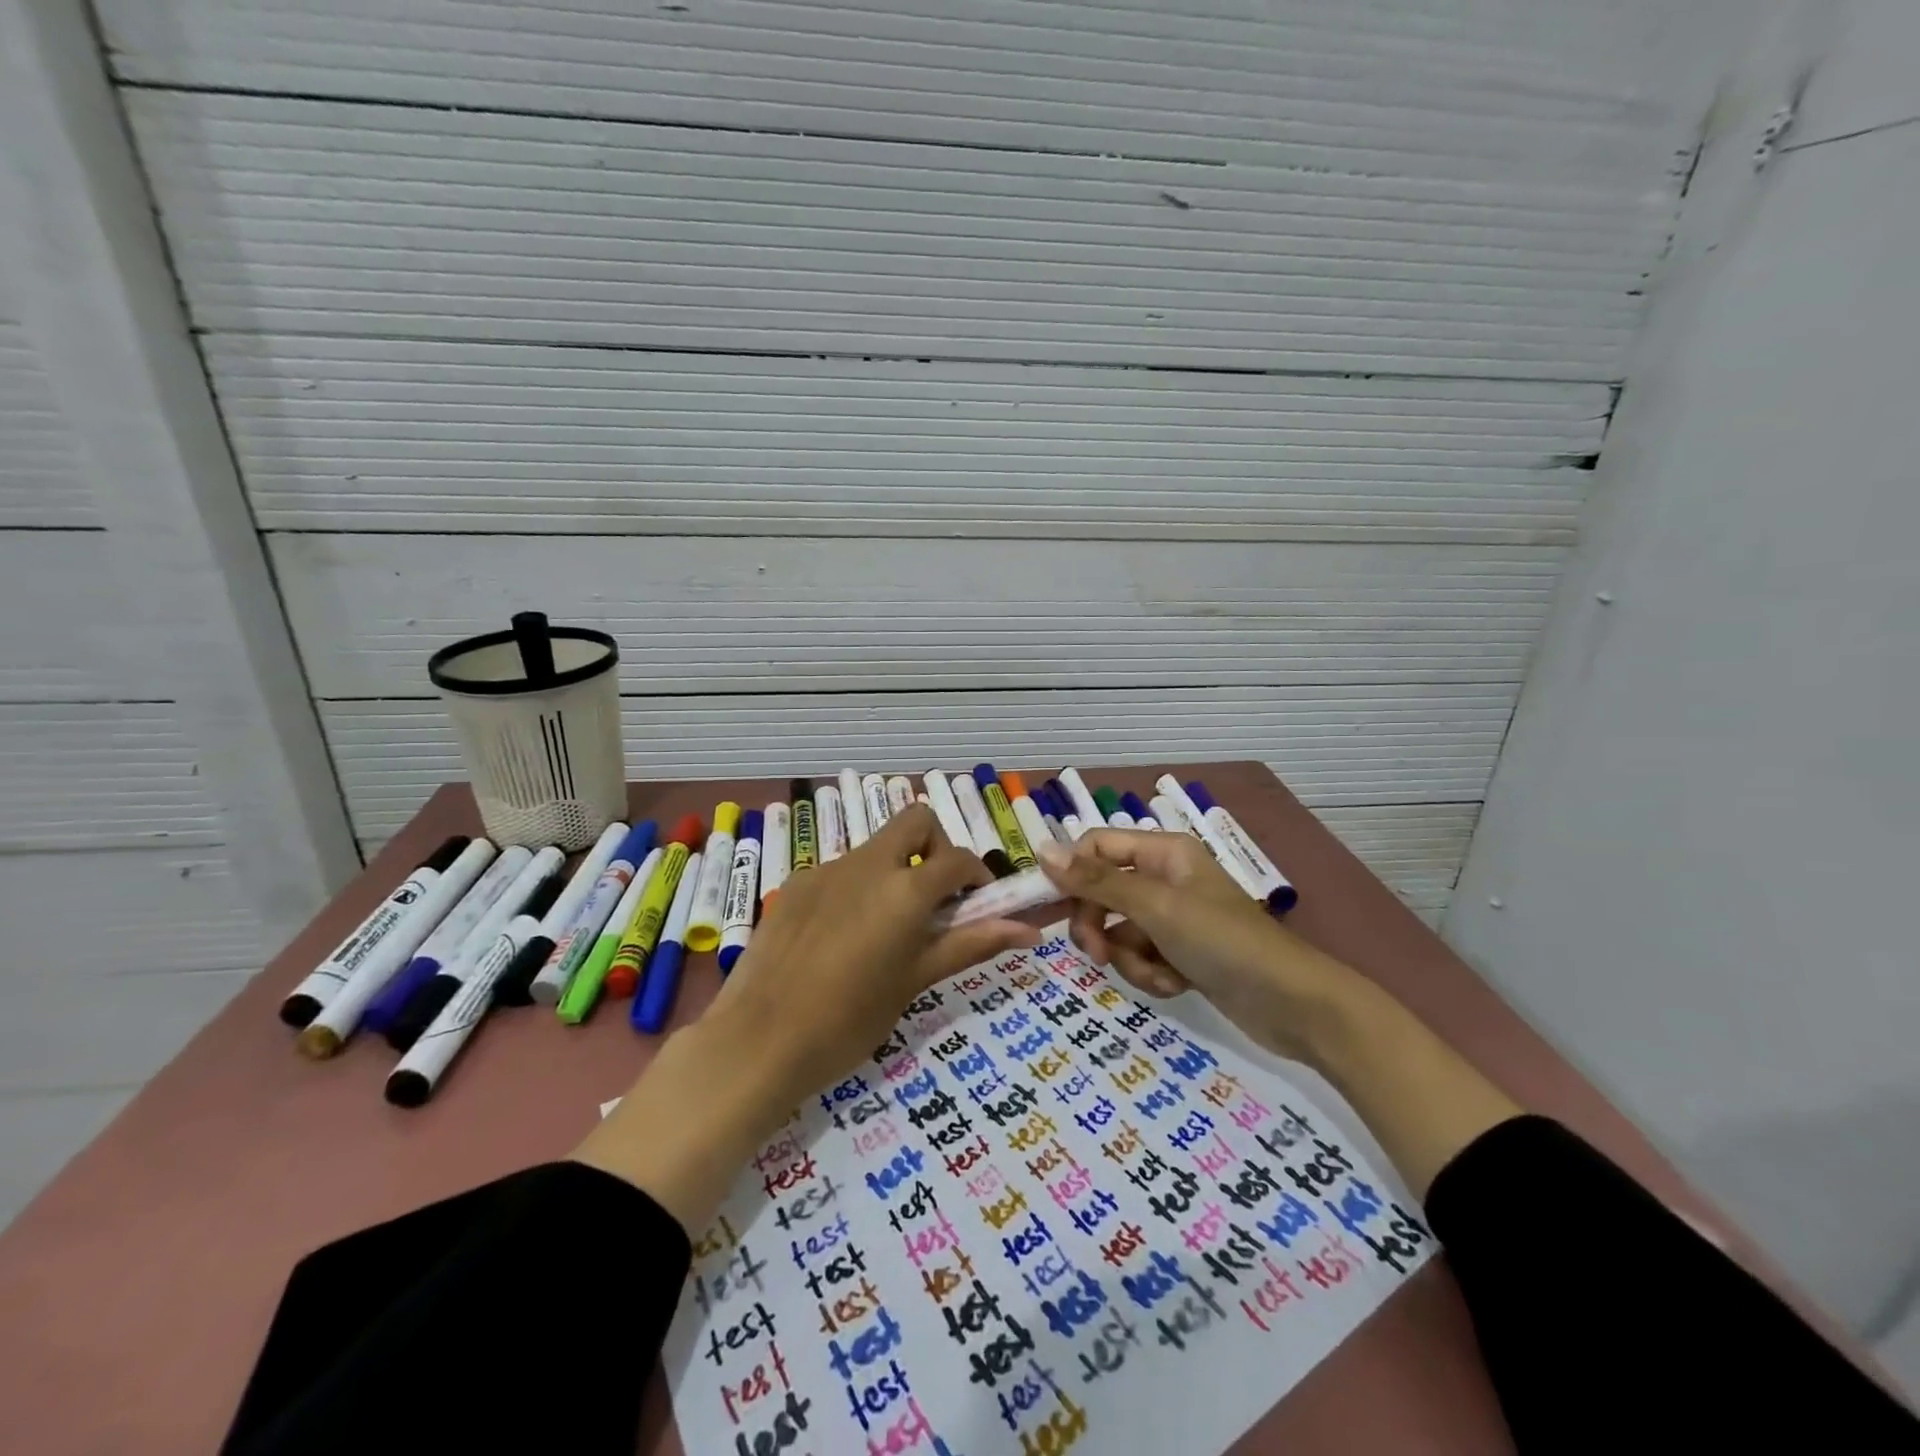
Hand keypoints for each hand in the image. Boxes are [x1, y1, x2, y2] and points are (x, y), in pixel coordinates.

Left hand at [712, 804, 1038, 1107]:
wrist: (759, 1040)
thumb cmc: (849, 1020)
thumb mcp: (916, 981)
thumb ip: (971, 944)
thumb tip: (1031, 932)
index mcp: (905, 888)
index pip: (958, 858)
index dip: (977, 876)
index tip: (977, 905)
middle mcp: (868, 863)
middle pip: (915, 820)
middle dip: (936, 847)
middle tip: (934, 897)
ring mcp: (826, 869)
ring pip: (876, 846)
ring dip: (895, 869)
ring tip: (885, 929)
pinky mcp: (796, 883)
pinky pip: (840, 870)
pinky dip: (858, 887)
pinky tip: (840, 937)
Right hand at [1034, 830, 1362, 1064]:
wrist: (1294, 1005)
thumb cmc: (1224, 942)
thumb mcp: (1155, 908)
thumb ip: (1097, 881)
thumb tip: (1041, 850)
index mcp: (1163, 853)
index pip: (1095, 847)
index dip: (1071, 874)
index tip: (1050, 909)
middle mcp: (1165, 878)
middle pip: (1102, 892)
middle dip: (1098, 927)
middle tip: (1097, 954)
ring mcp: (1174, 918)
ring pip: (1119, 931)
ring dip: (1129, 958)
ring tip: (1159, 974)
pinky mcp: (1182, 953)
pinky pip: (1142, 957)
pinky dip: (1151, 974)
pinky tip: (1176, 985)